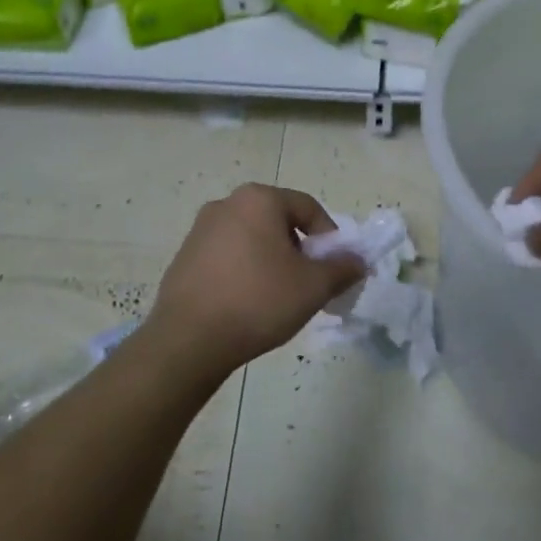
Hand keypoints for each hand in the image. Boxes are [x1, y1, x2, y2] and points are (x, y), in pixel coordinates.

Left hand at [142, 183, 364, 378]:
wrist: (189, 340)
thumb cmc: (258, 301)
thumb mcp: (313, 287)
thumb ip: (342, 268)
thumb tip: (357, 260)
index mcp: (259, 200)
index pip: (308, 208)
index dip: (329, 237)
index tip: (334, 268)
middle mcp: (227, 204)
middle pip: (278, 221)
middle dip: (299, 249)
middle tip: (308, 283)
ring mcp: (200, 230)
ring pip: (252, 238)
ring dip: (271, 260)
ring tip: (278, 296)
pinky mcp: (184, 257)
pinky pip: (227, 256)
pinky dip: (244, 271)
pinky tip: (247, 303)